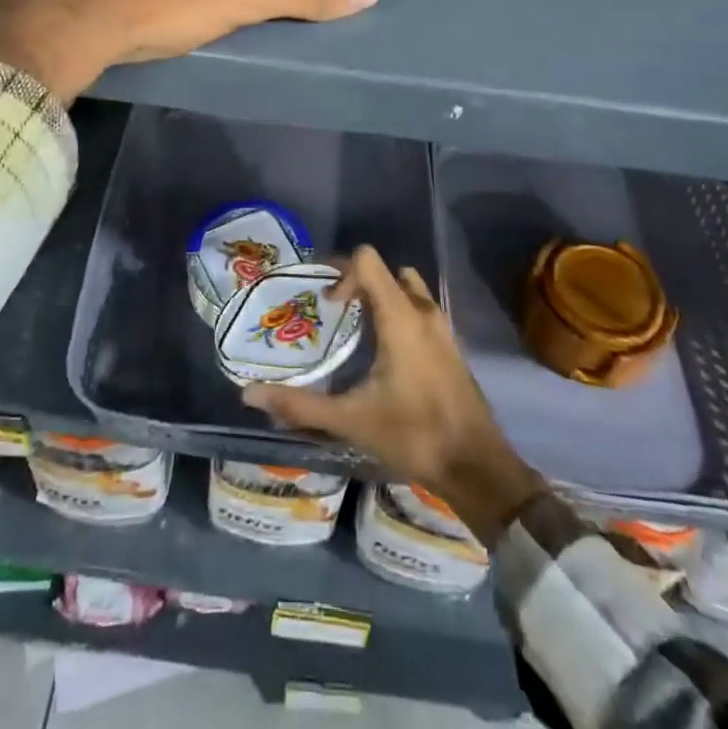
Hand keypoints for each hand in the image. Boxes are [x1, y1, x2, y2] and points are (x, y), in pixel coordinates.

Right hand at [244, 245, 545, 545]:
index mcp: (400, 318)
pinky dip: (401, 314)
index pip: (369, 260)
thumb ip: (299, 405)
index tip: (329, 306)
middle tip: (338, 312)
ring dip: (384, 297)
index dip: (342, 272)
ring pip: (410, 289)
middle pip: (389, 271)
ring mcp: (443, 329)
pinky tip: (386, 355)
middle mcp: (424, 312)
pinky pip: (422, 311)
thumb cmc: (414, 435)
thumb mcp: (351, 421)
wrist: (478, 468)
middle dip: (360, 282)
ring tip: (359, 330)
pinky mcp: (452, 347)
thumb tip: (249, 394)